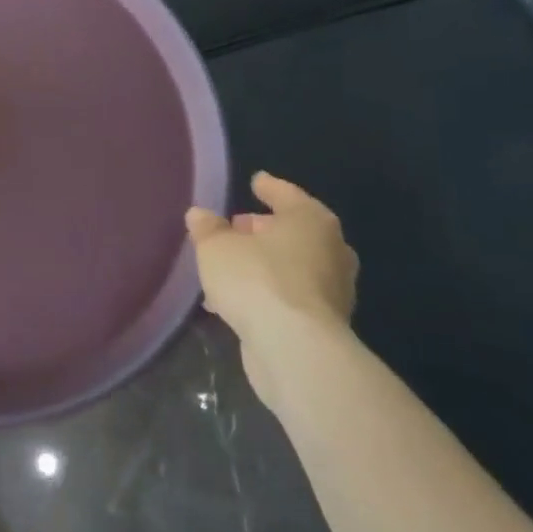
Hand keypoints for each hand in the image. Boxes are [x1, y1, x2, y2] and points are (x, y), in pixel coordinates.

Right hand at [186, 172, 357, 404]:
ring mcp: (332, 290)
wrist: (294, 349)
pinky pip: (288, 295)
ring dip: (264, 263)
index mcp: (310, 221)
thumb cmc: (257, 279)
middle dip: (264, 230)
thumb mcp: (216, 247)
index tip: (256, 182)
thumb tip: (200, 215)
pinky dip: (267, 291)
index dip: (268, 188)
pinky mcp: (324, 324)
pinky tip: (236, 299)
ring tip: (228, 265)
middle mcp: (331, 250)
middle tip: (235, 228)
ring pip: (292, 266)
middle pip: (294, 231)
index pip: (287, 195)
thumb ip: (207, 228)